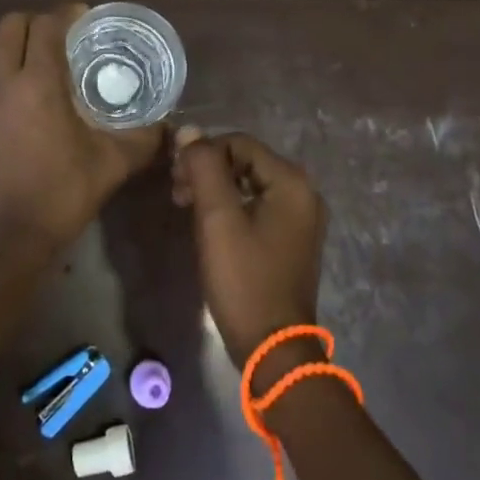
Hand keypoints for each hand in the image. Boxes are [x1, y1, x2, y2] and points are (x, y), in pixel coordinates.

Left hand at [0, 5, 163, 263]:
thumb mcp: (111, 165)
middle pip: (11, 25)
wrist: (4, 239)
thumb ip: (142, 139)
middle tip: (64, 37)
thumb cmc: (60, 195)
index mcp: (37, 84)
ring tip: (43, 60)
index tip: (85, 18)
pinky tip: (25, 97)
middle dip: (37, 22)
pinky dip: (4, 70)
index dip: (67, 14)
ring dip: (16, 42)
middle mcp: (2, 82)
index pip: (46, 26)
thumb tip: (166, 127)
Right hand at [173, 132, 327, 374]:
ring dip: (216, 189)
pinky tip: (209, 226)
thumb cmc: (244, 279)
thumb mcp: (218, 218)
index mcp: (292, 182)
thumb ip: (204, 167)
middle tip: (177, 193)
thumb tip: (189, 130)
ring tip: (186, 207)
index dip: (204, 153)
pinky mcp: (293, 240)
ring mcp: (301, 219)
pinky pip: (258, 206)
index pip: (240, 143)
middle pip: (246, 162)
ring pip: (250, 184)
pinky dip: (232, 208)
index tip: (176, 177)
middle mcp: (304, 193)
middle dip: (208, 171)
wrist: (274, 349)